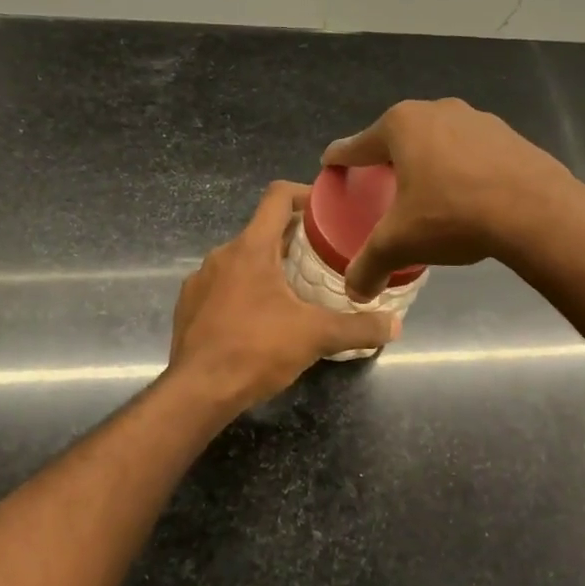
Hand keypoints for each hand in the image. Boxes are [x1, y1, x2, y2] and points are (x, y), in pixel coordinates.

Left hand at [168, 182, 401, 409]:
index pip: (277, 197)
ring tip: (296, 291)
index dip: (304, 194)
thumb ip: (358, 328)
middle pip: (262, 231)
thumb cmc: (257, 350)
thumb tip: (395, 325)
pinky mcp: (189, 305)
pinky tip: (260, 318)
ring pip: (241, 260)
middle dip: (293, 240)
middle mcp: (221, 255)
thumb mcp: (316, 337)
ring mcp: (200, 280)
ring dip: (268, 268)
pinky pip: (222, 286)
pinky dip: (244, 291)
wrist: (198, 391)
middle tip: (324, 257)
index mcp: (251, 248)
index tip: (327, 208)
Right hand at [322, 98, 575, 300]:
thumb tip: (354, 293)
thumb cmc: (452, 215)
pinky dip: (461, 169)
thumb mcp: (400, 243)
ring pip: (438, 141)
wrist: (535, 211)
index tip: (331, 163)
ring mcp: (477, 119)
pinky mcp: (508, 136)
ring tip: (426, 192)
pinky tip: (466, 195)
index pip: (358, 144)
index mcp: (401, 126)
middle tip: (379, 184)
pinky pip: (471, 152)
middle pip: (399, 138)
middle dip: (387, 159)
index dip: (341, 158)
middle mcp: (437, 111)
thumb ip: (370, 265)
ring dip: (428, 162)